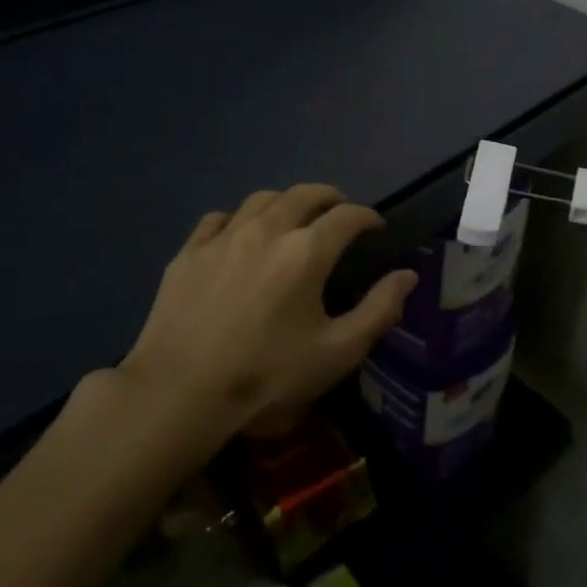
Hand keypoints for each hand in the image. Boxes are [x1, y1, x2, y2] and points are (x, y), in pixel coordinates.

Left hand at [116, 184, 417, 445]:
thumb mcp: (337, 352)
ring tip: (293, 217)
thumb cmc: (267, 375)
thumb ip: (379, 310)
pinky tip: (239, 234)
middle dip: (330, 198)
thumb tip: (407, 275)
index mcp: (307, 251)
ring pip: (261, 199)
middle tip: (339, 212)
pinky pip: (219, 219)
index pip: (347, 215)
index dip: (367, 217)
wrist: (179, 393)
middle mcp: (268, 229)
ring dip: (286, 202)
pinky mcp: (189, 253)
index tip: (376, 227)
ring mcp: (224, 237)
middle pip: (305, 194)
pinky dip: (239, 219)